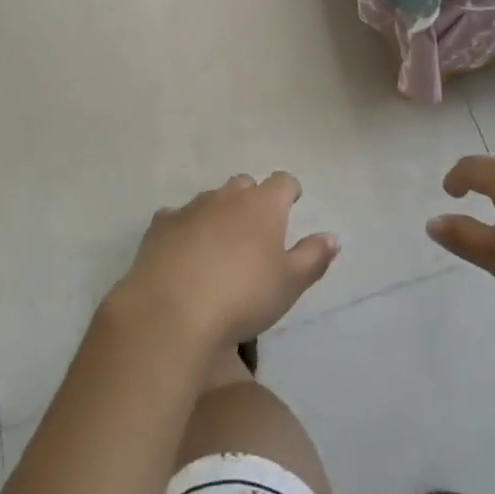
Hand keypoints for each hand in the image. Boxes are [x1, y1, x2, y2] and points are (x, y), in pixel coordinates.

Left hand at [109, 173, 340, 351]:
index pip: (283, 182)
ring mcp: (192, 207)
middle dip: (252, 199)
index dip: (289, 191)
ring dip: (219, 213)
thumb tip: (332, 236)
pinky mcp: (161, 225)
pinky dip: (185, 228)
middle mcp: (228, 196)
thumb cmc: (242, 296)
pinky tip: (183, 251)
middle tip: (256, 229)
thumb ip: (313, 257)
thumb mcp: (289, 284)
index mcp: (263, 205)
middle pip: (245, 184)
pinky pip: (178, 217)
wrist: (172, 311)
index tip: (292, 203)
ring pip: (211, 198)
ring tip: (221, 244)